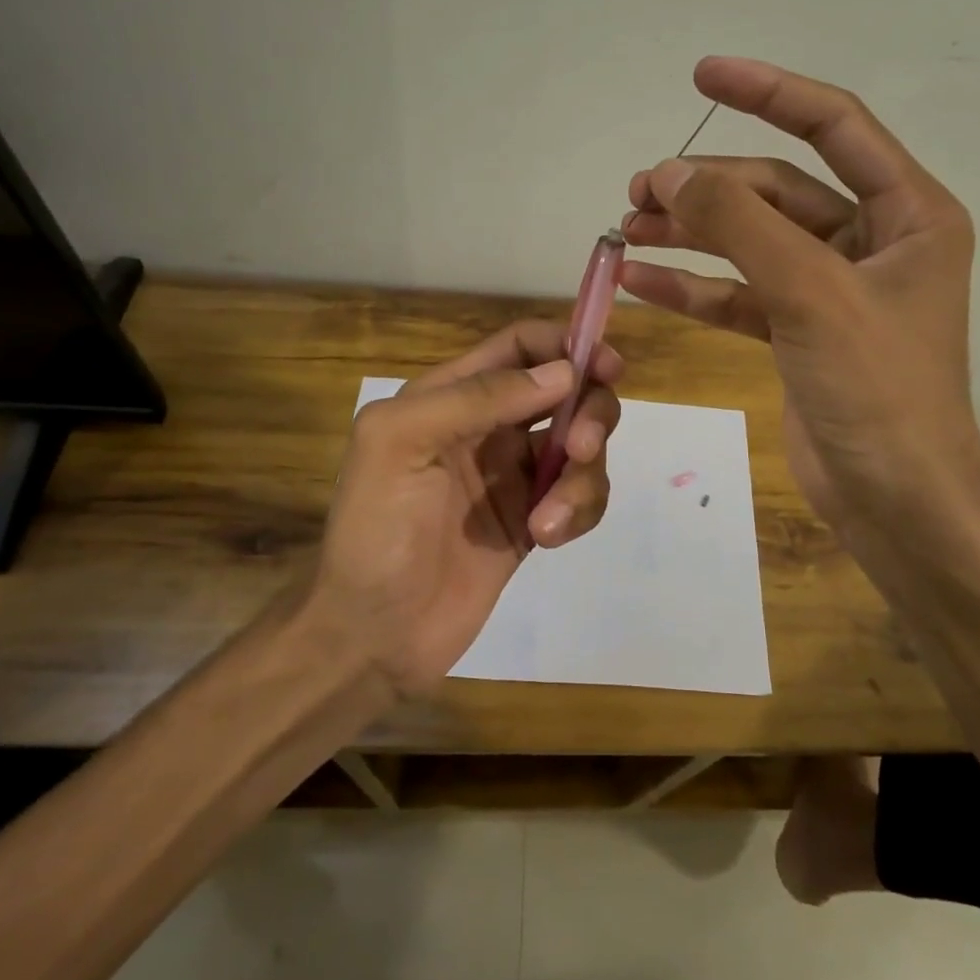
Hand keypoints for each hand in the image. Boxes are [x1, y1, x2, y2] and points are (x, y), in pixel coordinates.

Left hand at [312, 320, 622, 694]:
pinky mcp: (535, 519)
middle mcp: (489, 427)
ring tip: (548, 520)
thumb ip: (476, 398)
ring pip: (581, 446)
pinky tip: (548, 537)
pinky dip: (580, 510)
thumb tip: (563, 373)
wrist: (374, 635)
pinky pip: (581, 495)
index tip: (606, 367)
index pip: (521, 347)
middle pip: (566, 391)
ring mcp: (515, 475)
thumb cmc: (375, 530)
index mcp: (451, 396)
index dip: (566, 345)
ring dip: (583, 475)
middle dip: (588, 411)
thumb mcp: (402, 443)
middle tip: (582, 447)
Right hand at [623, 57, 979, 559]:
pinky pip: (738, 295)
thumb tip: (668, 174)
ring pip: (750, 242)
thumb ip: (740, 225)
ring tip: (626, 227)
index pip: (834, 126)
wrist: (895, 501)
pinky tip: (640, 280)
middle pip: (777, 190)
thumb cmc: (877, 388)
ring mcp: (831, 290)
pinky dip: (692, 287)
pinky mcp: (798, 333)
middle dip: (707, 186)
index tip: (702, 74)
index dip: (768, 92)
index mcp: (907, 213)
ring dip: (691, 233)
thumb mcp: (811, 292)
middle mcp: (872, 242)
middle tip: (638, 189)